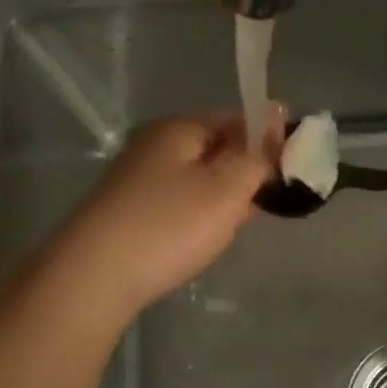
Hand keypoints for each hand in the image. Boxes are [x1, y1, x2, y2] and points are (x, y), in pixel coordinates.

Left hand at [52, 111, 277, 318]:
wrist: (95, 276)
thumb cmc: (170, 225)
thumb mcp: (227, 187)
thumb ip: (256, 152)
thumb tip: (276, 111)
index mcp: (179, 128)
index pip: (236, 118)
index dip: (267, 139)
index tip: (291, 168)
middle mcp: (155, 144)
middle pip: (215, 146)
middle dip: (246, 170)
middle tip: (267, 201)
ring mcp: (138, 177)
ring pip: (197, 176)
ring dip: (224, 195)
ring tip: (239, 223)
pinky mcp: (129, 209)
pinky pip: (178, 200)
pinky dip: (199, 212)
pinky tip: (205, 236)